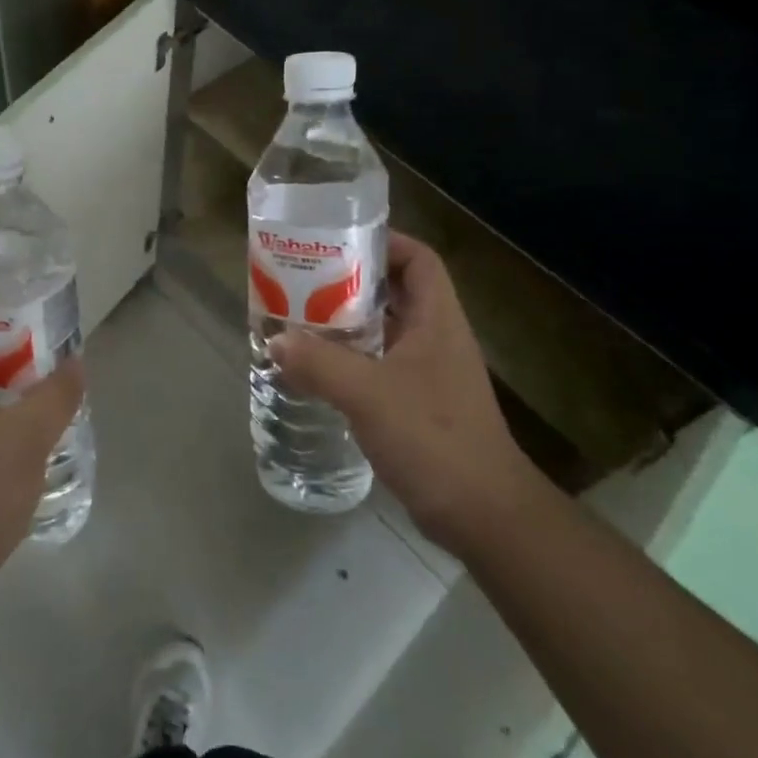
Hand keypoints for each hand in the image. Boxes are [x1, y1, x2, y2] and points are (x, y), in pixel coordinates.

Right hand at [269, 232, 539, 550]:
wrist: (482, 514)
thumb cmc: (434, 438)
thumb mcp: (369, 395)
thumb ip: (320, 363)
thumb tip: (275, 339)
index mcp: (437, 321)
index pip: (419, 260)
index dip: (385, 243)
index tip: (339, 243)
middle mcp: (436, 339)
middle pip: (396, 292)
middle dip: (351, 283)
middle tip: (304, 281)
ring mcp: (429, 374)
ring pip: (385, 331)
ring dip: (347, 323)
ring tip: (301, 319)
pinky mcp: (418, 405)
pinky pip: (379, 366)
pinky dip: (350, 361)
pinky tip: (317, 370)